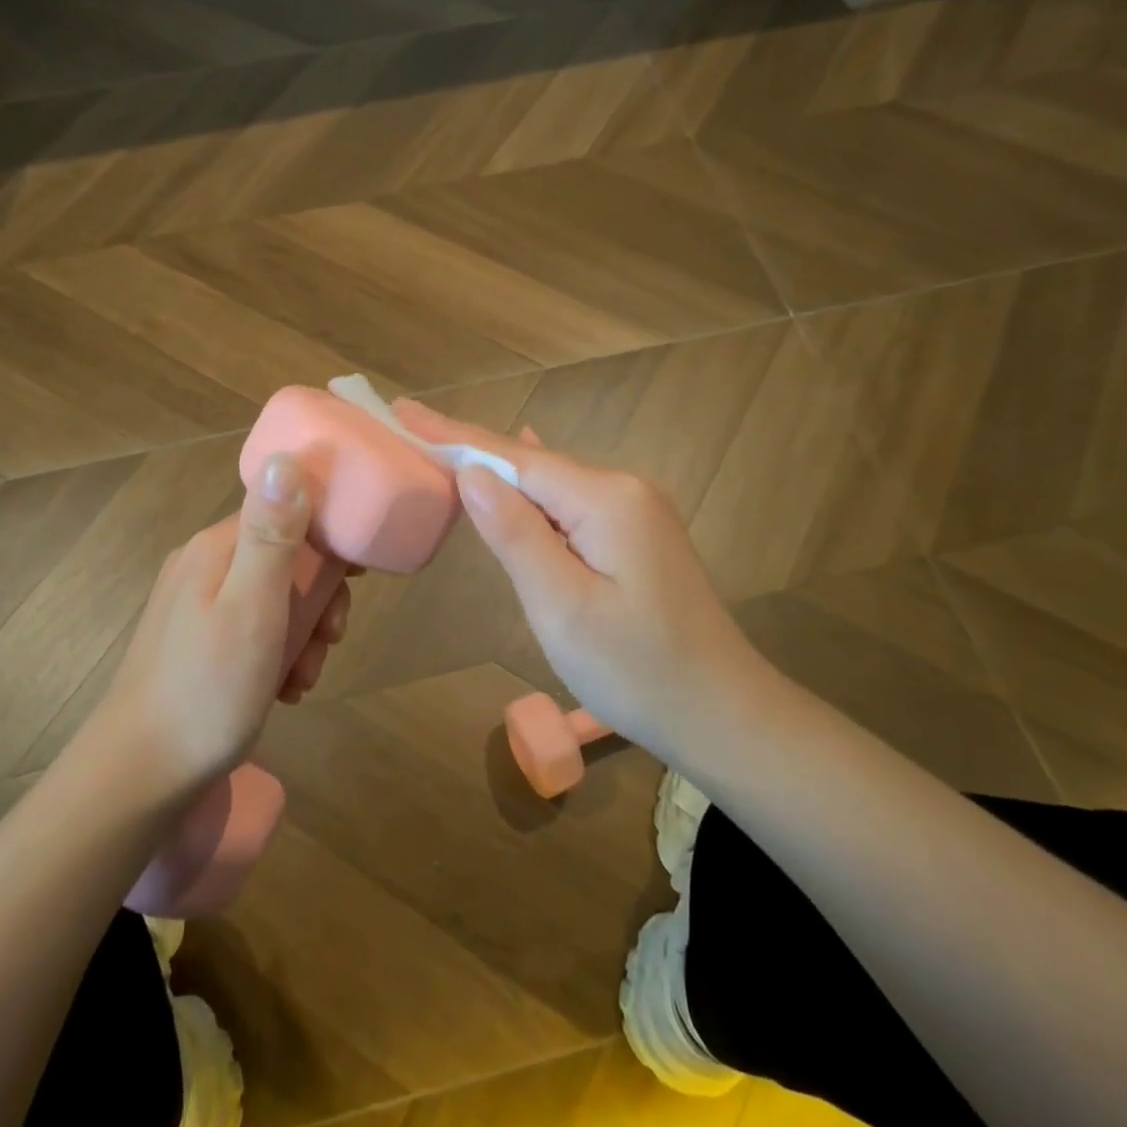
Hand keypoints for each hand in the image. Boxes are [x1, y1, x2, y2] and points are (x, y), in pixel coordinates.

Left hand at [90, 453, 350, 792]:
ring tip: (303, 678)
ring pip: (273, 597)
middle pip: (284, 556)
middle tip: (330, 639)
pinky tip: (282, 689)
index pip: (287, 510)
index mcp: (217, 547)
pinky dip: (277, 653)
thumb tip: (288, 457)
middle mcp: (203, 564)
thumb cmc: (208, 689)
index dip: (329, 537)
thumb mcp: (253, 608)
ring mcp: (195, 604)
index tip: (357, 576)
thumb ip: (273, 535)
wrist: (140, 775)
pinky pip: (253, 628)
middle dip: (318, 597)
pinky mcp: (195, 641)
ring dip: (302, 633)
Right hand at [393, 400, 764, 750]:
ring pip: (552, 484)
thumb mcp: (561, 605)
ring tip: (446, 447)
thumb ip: (515, 533)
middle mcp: (624, 489)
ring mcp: (636, 512)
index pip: (515, 458)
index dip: (455, 437)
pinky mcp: (637, 536)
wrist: (722, 714)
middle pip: (533, 464)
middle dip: (472, 450)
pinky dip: (532, 494)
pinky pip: (571, 504)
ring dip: (500, 472)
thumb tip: (472, 472)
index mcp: (606, 498)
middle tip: (413, 427)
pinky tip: (521, 467)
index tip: (405, 411)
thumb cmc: (635, 669)